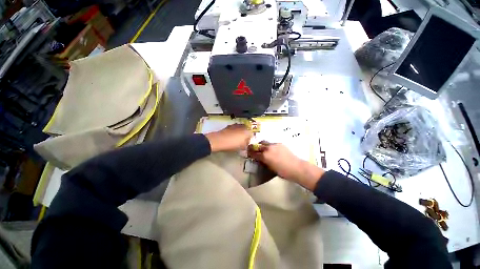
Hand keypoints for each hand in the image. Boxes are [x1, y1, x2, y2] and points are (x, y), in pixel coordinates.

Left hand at [205, 124, 252, 151]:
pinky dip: (233, 132)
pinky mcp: (229, 126)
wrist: (219, 140)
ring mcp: (235, 125)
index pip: (251, 135)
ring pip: (239, 129)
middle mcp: (242, 126)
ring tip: (235, 139)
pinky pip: (234, 129)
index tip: (245, 144)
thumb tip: (245, 145)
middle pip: (246, 130)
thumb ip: (245, 145)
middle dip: (244, 135)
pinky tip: (230, 137)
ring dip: (239, 133)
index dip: (248, 140)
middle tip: (241, 141)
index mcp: (247, 131)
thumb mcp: (240, 147)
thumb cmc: (232, 144)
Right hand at [247, 142, 324, 190]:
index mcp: (264, 156)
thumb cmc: (282, 171)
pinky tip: (272, 149)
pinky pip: (272, 143)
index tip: (248, 153)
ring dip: (262, 145)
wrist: (296, 167)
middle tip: (254, 149)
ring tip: (263, 149)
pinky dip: (269, 146)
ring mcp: (274, 145)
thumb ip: (263, 162)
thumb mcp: (270, 168)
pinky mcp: (280, 143)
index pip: (253, 153)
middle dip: (255, 147)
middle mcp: (268, 148)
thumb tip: (260, 159)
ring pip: (264, 142)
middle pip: (258, 145)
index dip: (250, 153)